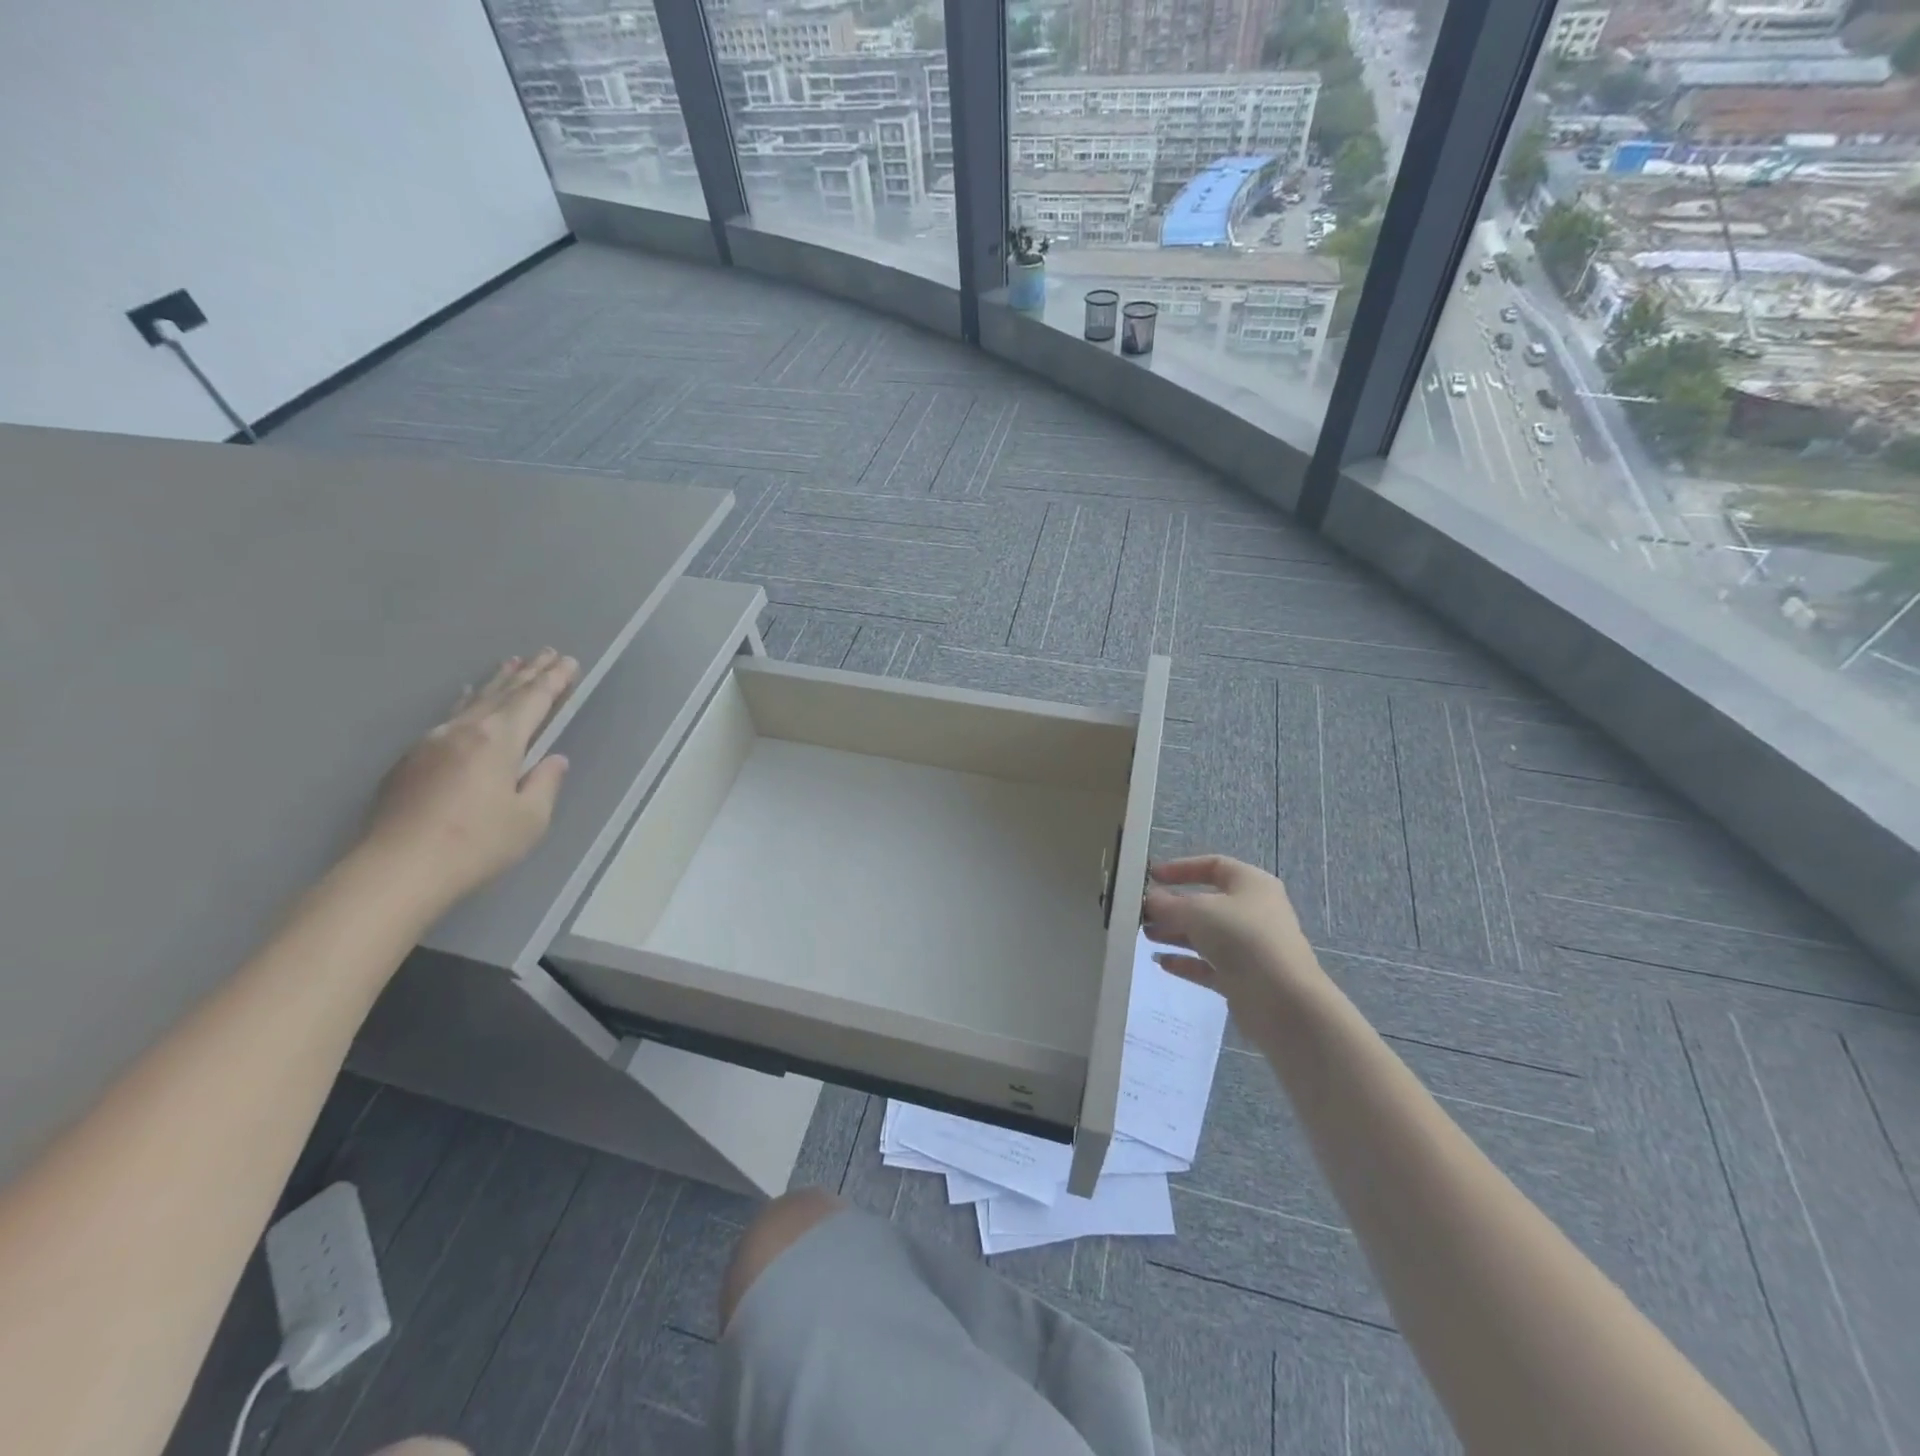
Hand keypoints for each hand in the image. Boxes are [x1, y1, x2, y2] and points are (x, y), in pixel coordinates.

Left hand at [359, 649, 579, 912]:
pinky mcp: (410, 760)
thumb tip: (552, 760)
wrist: (396, 869)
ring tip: (512, 663)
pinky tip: (466, 698)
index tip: (569, 661)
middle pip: (504, 694)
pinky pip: (449, 717)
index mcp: (499, 740)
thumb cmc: (476, 844)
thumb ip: (544, 784)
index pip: (534, 700)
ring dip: (497, 682)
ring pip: (473, 702)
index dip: (554, 680)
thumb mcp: (529, 819)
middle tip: (546, 652)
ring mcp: (432, 742)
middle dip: (529, 673)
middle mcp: (465, 731)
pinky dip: (467, 701)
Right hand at [1142, 856, 1327, 1031]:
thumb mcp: (1197, 911)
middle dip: (1173, 906)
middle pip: (1206, 902)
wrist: (1283, 1001)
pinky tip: (1161, 963)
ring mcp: (1250, 947)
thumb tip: (1149, 899)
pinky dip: (1186, 962)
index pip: (1213, 865)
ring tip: (1146, 936)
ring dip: (1175, 934)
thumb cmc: (1242, 938)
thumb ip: (1167, 904)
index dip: (1181, 868)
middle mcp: (1253, 911)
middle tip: (1142, 912)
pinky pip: (1209, 964)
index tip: (1152, 876)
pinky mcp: (1244, 978)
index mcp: (1251, 884)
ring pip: (1206, 935)